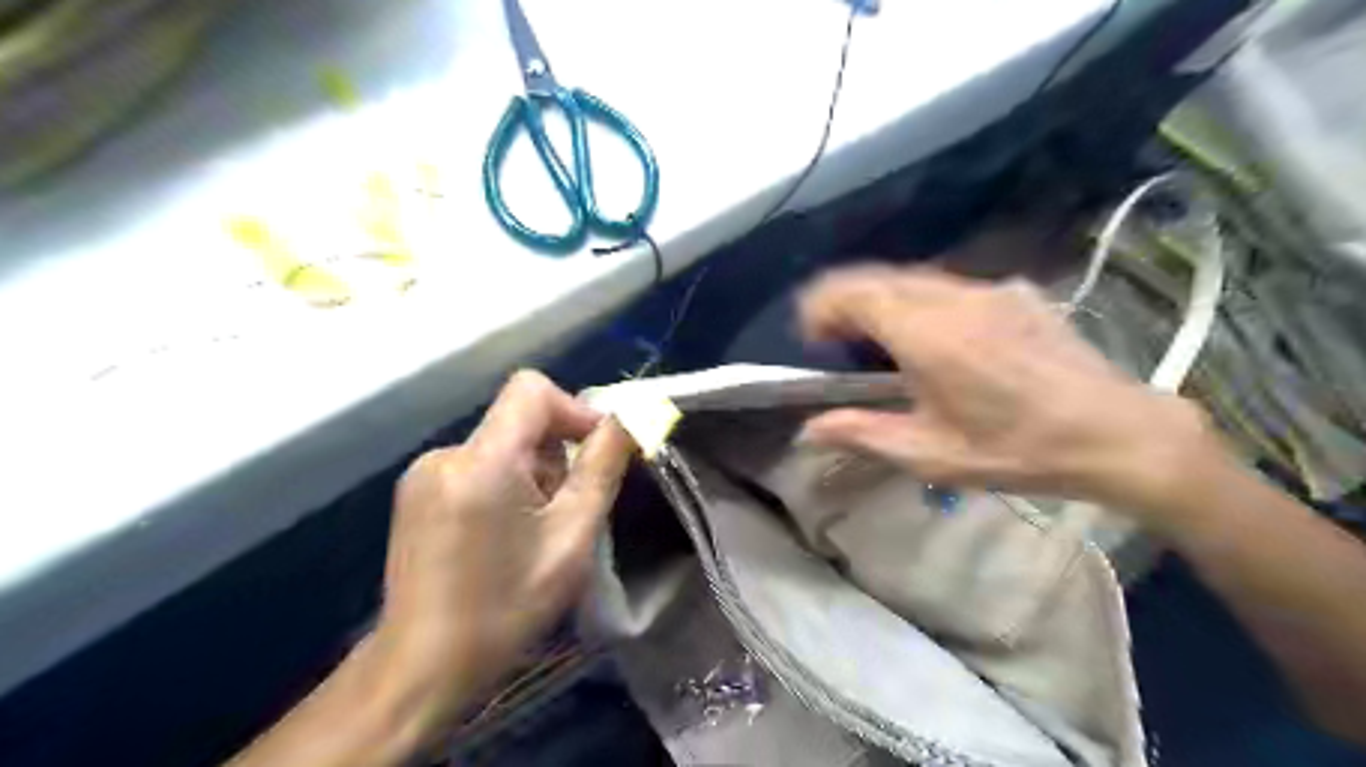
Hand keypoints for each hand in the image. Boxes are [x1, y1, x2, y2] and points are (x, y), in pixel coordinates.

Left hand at [372, 371, 627, 731]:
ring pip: (500, 444)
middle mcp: (446, 454)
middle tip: (567, 510)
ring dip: (531, 473)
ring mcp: (423, 473)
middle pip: (518, 419)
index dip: (573, 410)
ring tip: (534, 530)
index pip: (531, 389)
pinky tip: (503, 534)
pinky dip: (503, 483)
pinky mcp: (415, 492)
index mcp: (482, 460)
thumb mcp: (572, 537)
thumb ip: (601, 467)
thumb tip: (626, 420)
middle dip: (555, 453)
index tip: (597, 453)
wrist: (422, 667)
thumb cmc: (507, 606)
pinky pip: (476, 464)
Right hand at [796, 263, 1221, 527]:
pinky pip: (948, 285)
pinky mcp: (1015, 294)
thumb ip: (862, 434)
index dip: (821, 305)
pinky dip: (917, 301)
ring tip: (874, 339)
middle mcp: (954, 298)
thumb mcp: (931, 454)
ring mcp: (988, 291)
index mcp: (928, 335)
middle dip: (843, 299)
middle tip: (832, 339)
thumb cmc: (1017, 450)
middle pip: (878, 277)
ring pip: (912, 278)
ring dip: (880, 298)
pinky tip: (930, 338)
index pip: (855, 292)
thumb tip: (809, 430)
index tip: (811, 337)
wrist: (1116, 433)